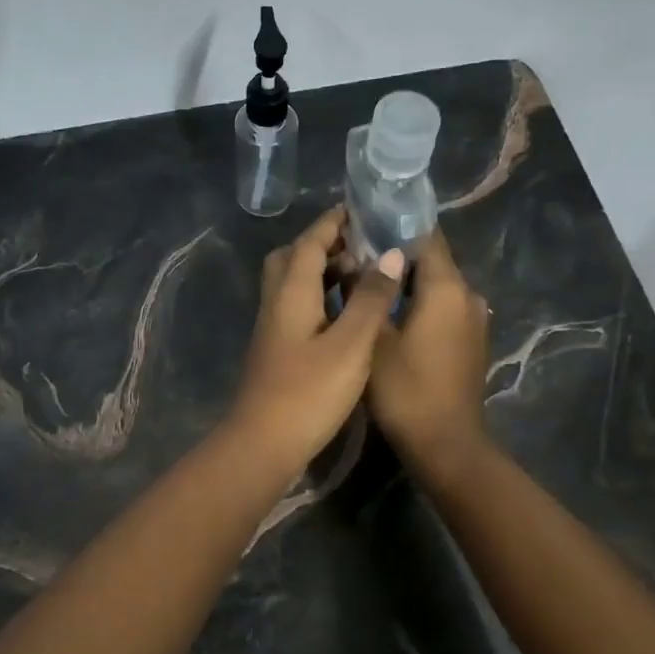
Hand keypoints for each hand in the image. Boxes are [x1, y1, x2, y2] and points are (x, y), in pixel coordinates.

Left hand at [228, 206, 405, 469]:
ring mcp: (273, 327)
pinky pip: (297, 306)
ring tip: (362, 276)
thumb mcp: (350, 344)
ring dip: (323, 271)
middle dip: (325, 244)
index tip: (361, 210)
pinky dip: (321, 297)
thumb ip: (371, 298)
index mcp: (291, 292)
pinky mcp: (276, 349)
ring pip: (294, 283)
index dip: (334, 223)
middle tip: (361, 246)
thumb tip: (391, 254)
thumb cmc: (309, 392)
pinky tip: (346, 315)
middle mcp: (276, 302)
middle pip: (293, 257)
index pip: (310, 242)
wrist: (263, 443)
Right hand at [367, 226, 490, 470]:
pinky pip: (443, 307)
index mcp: (447, 287)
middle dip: (395, 255)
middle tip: (353, 257)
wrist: (447, 446)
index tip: (362, 225)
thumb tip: (354, 259)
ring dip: (406, 282)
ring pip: (436, 286)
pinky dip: (419, 304)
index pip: (425, 235)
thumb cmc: (407, 390)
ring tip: (366, 285)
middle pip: (430, 260)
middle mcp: (468, 295)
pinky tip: (390, 315)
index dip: (394, 225)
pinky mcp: (471, 340)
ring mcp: (474, 319)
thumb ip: (365, 293)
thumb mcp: (374, 339)